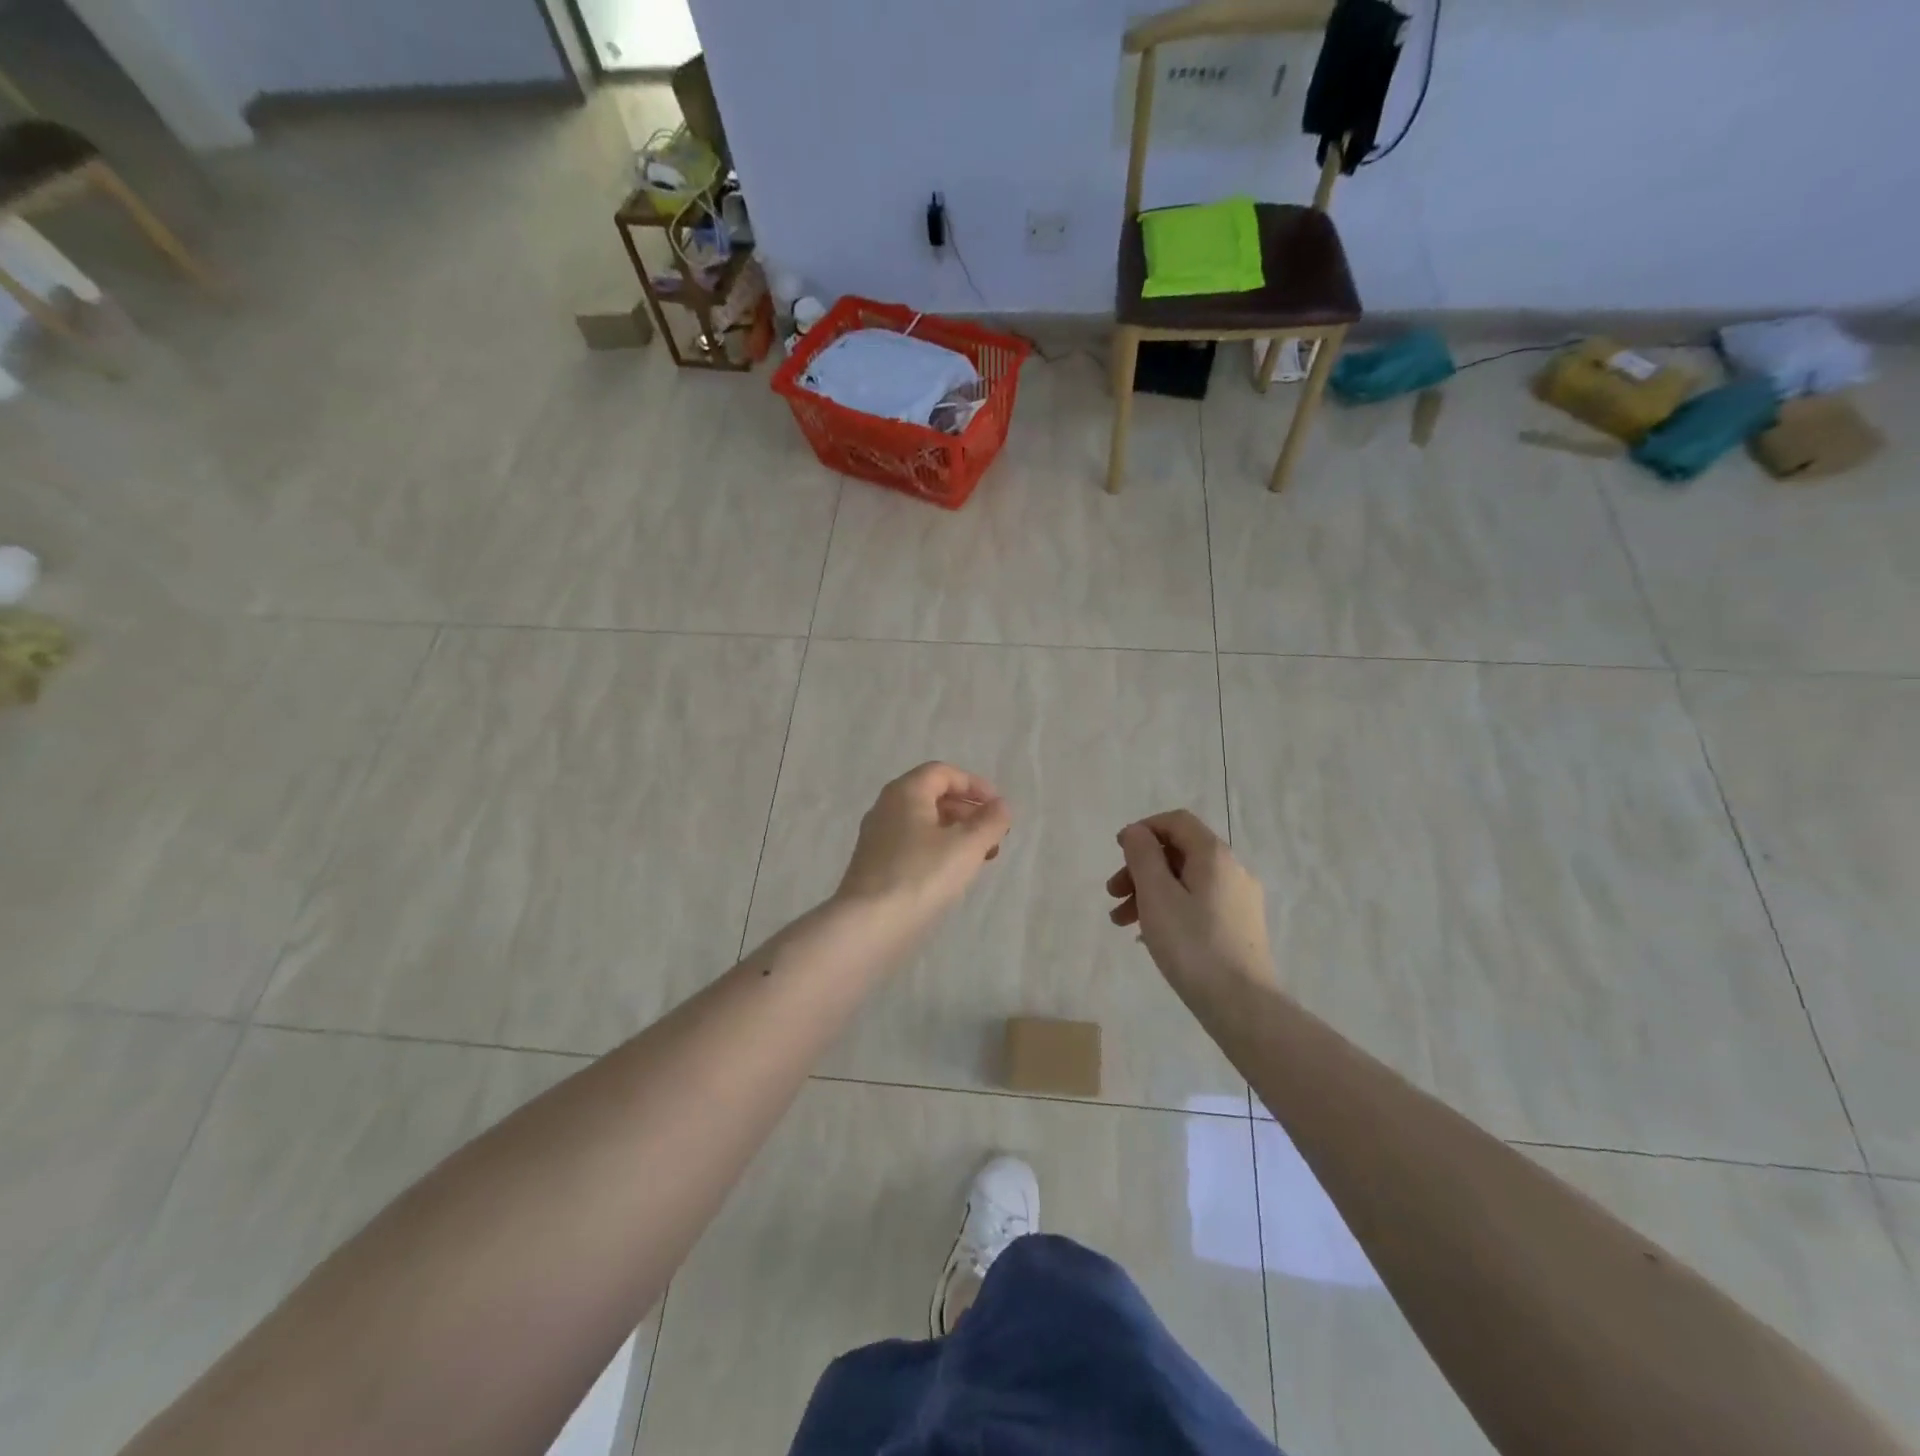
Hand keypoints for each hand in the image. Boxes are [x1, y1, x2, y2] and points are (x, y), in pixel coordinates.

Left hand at [836, 763, 1012, 917]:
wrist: (869, 925)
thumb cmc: (921, 875)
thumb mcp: (966, 846)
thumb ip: (990, 822)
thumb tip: (1001, 806)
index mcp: (905, 792)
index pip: (942, 773)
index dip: (974, 784)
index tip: (998, 807)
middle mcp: (886, 808)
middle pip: (932, 796)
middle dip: (967, 811)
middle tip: (994, 834)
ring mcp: (877, 838)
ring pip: (923, 824)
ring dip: (956, 833)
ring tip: (981, 857)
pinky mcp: (875, 866)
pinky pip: (913, 845)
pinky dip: (938, 850)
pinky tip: (953, 874)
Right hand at [1106, 810, 1273, 994]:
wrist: (1242, 1005)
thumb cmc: (1192, 945)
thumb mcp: (1157, 895)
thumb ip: (1143, 856)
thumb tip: (1138, 832)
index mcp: (1214, 856)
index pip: (1177, 822)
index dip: (1144, 829)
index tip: (1118, 851)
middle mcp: (1232, 870)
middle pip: (1179, 852)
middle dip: (1141, 867)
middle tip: (1113, 894)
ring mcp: (1239, 899)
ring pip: (1186, 881)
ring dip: (1150, 892)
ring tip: (1121, 921)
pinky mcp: (1240, 926)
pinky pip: (1198, 903)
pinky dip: (1170, 908)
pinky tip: (1150, 935)